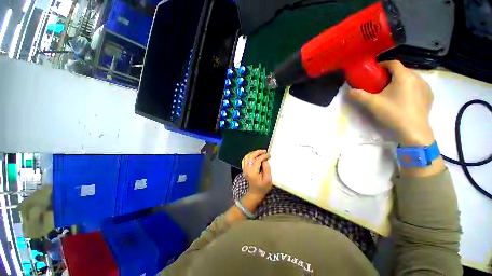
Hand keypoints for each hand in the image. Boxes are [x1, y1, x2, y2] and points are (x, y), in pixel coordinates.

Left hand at [241, 150, 272, 198]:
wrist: (255, 193)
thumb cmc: (263, 187)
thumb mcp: (268, 180)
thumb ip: (267, 169)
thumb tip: (265, 160)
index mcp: (252, 172)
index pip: (257, 160)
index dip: (263, 156)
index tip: (269, 155)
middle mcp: (247, 169)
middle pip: (251, 156)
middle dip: (258, 152)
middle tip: (265, 151)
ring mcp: (244, 169)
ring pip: (247, 156)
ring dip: (253, 153)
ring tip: (260, 152)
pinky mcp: (244, 169)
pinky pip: (245, 159)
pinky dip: (249, 155)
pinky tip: (254, 156)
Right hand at [348, 60, 434, 145]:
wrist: (414, 131)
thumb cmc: (393, 114)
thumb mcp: (372, 104)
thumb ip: (358, 95)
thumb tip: (349, 90)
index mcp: (404, 76)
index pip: (393, 63)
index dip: (382, 64)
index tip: (374, 71)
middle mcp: (417, 78)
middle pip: (402, 70)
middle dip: (390, 74)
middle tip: (380, 83)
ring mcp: (426, 87)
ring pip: (411, 78)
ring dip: (401, 80)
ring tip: (392, 91)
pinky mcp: (429, 96)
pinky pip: (418, 86)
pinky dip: (410, 87)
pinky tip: (404, 98)